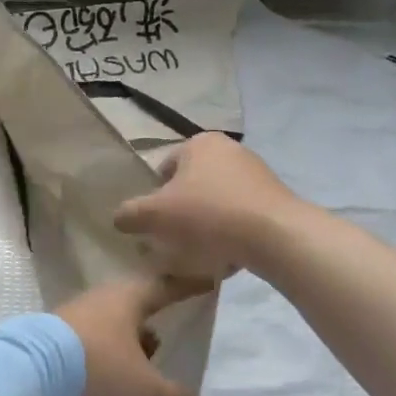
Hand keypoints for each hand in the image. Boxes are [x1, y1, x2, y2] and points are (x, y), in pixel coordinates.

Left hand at [53, 275, 209, 395]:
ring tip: (146, 364)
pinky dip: (110, 350)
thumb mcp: (143, 388)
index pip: (166, 287)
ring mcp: (78, 312)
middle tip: (175, 335)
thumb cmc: (97, 367)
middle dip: (156, 320)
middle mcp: (103, 297)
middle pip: (137, 304)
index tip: (208, 283)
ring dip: (131, 339)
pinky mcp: (58, 332)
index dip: (188, 288)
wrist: (30, 368)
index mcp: (129, 298)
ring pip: (115, 321)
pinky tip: (113, 373)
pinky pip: (95, 336)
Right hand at [113, 133, 303, 278]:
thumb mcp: (156, 215)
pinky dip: (231, 229)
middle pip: (192, 183)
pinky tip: (229, 252)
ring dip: (207, 221)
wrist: (276, 236)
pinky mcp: (275, 196)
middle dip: (182, 209)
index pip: (165, 168)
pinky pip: (241, 213)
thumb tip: (119, 218)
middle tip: (176, 237)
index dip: (156, 196)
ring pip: (217, 199)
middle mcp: (229, 148)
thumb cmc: (208, 215)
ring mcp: (256, 171)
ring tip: (202, 250)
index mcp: (199, 142)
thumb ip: (130, 214)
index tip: (157, 223)